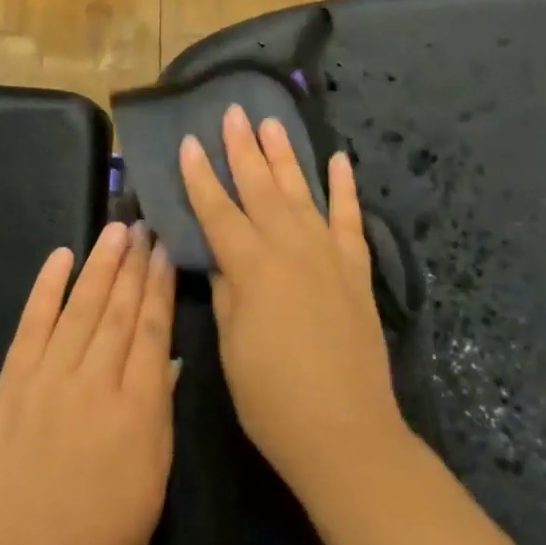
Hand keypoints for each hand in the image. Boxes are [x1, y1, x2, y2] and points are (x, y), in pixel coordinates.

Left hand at [0, 222, 177, 544]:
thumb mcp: (153, 479)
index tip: (165, 251)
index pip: (151, 330)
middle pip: (118, 310)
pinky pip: (32, 325)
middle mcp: (94, 382)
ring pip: (80, 308)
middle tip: (144, 226)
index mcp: (137, 409)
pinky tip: (60, 258)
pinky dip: (46, 288)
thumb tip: (165, 358)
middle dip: (133, 265)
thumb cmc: (103, 539)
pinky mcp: (12, 385)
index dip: (159, 286)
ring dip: (99, 265)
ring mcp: (48, 379)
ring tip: (114, 231)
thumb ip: (158, 412)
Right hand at [179, 106, 405, 498]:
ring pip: (301, 192)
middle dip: (243, 148)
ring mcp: (327, 255)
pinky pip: (349, 218)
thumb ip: (227, 291)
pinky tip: (339, 160)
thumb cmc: (273, 398)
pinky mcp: (355, 270)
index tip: (189, 141)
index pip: (217, 211)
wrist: (346, 433)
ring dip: (285, 156)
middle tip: (233, 112)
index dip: (200, 176)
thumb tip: (223, 257)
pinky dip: (345, 188)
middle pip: (260, 188)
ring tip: (272, 123)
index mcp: (252, 267)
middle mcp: (290, 248)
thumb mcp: (231, 346)